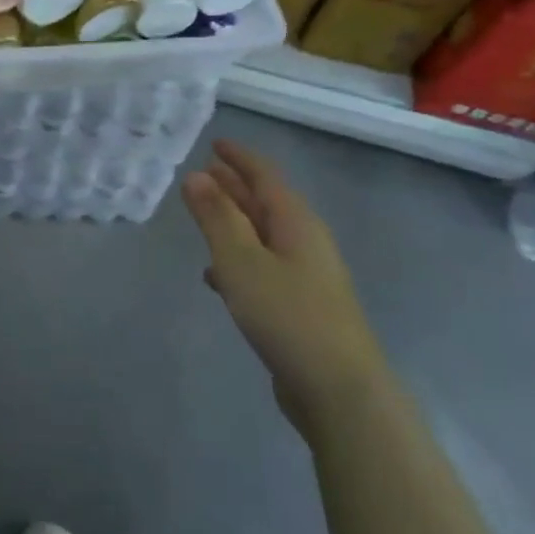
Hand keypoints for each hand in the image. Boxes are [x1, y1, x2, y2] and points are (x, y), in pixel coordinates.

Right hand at [182, 140, 388, 438]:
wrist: (338, 390)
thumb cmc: (287, 315)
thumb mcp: (241, 261)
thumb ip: (217, 218)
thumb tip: (196, 176)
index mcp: (296, 223)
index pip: (266, 176)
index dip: (240, 158)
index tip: (215, 143)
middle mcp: (304, 243)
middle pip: (266, 203)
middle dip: (235, 186)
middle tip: (202, 172)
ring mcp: (305, 277)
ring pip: (262, 236)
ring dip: (233, 221)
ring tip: (202, 215)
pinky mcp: (298, 307)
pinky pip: (262, 267)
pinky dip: (238, 259)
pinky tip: (216, 274)